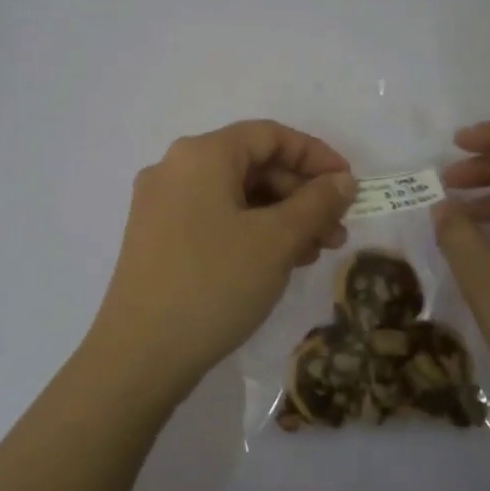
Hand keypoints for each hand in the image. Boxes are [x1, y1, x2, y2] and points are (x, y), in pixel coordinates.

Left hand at [85, 120, 357, 403]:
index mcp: (201, 155)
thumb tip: (342, 181)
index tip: (349, 186)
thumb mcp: (276, 241)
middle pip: (252, 165)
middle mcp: (175, 169)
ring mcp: (161, 206)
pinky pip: (215, 220)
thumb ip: (316, 203)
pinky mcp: (157, 239)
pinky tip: (279, 262)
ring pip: (235, 197)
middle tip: (337, 231)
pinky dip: (252, 233)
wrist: (140, 355)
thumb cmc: (214, 284)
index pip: (269, 135)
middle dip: (301, 195)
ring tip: (316, 252)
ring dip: (281, 218)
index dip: (315, 155)